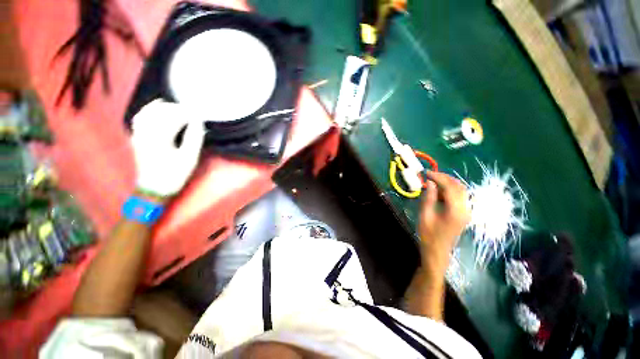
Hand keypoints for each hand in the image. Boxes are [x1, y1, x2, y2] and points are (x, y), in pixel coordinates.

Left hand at [131, 99, 205, 197]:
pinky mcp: (136, 137)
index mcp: (160, 138)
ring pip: (147, 112)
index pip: (174, 117)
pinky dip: (148, 111)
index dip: (188, 114)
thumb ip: (194, 138)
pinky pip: (139, 118)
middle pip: (160, 112)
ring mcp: (139, 134)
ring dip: (161, 107)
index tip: (199, 115)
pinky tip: (155, 110)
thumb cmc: (175, 173)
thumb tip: (198, 122)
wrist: (155, 187)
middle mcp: (146, 132)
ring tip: (174, 106)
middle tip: (190, 111)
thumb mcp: (190, 158)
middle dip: (176, 108)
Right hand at [418, 171, 469, 265]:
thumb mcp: (425, 215)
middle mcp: (465, 209)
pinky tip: (438, 192)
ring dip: (448, 183)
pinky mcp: (464, 213)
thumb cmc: (429, 235)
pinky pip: (459, 197)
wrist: (438, 251)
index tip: (426, 173)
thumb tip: (430, 183)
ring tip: (432, 182)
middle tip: (430, 175)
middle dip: (445, 178)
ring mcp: (466, 212)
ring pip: (461, 190)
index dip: (439, 177)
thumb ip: (428, 198)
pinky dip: (449, 190)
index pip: (450, 187)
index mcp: (456, 211)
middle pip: (459, 187)